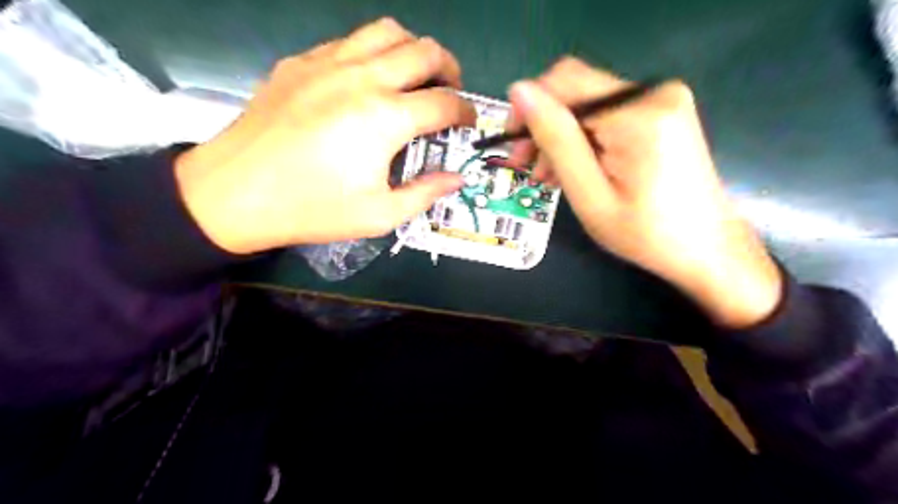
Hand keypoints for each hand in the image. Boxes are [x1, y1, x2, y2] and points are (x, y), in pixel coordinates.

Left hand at [170, 18, 472, 255]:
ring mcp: (328, 63)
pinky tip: (366, 81)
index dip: (465, 112)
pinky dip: (372, 53)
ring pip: (386, 31)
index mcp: (386, 118)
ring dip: (412, 50)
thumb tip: (456, 178)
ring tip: (413, 76)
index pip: (444, 102)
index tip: (468, 123)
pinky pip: (349, 41)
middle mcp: (363, 78)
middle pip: (424, 51)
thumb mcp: (380, 215)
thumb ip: (425, 193)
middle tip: (450, 91)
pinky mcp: (300, 62)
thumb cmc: (312, 208)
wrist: (235, 193)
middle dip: (449, 68)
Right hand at [508, 58, 783, 328]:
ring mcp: (663, 100)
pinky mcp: (663, 112)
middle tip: (527, 166)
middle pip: (577, 91)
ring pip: (589, 104)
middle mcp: (655, 92)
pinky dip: (585, 138)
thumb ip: (556, 139)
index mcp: (638, 114)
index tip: (513, 146)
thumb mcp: (590, 194)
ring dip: (562, 136)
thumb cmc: (645, 234)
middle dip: (545, 127)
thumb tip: (519, 90)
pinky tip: (575, 166)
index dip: (529, 108)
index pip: (564, 82)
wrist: (706, 248)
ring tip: (549, 175)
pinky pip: (608, 114)